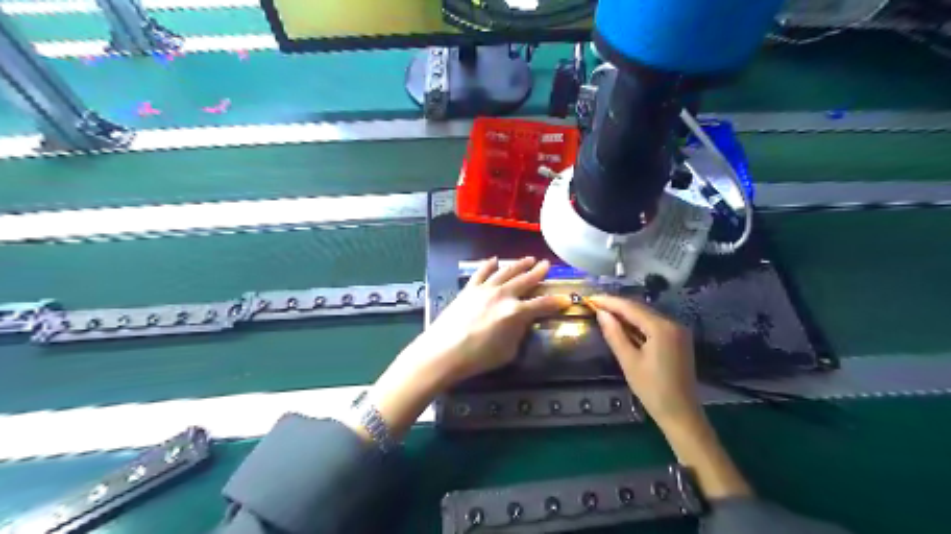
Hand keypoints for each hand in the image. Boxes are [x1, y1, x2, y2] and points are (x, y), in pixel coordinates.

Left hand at [362, 257, 567, 439]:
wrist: (443, 351)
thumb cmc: (478, 357)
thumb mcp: (508, 351)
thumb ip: (519, 333)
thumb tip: (522, 322)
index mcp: (516, 312)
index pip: (542, 304)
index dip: (556, 302)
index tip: (566, 299)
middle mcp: (503, 295)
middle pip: (525, 281)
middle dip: (538, 272)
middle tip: (546, 264)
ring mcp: (485, 289)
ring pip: (506, 272)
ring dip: (518, 264)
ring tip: (528, 259)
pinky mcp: (469, 289)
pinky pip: (481, 273)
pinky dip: (489, 265)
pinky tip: (495, 260)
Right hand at [593, 295, 699, 436]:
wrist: (681, 414)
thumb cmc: (652, 389)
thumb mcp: (629, 361)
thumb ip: (614, 334)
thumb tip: (601, 313)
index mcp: (661, 328)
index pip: (631, 307)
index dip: (609, 301)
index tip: (590, 298)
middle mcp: (672, 323)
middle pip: (640, 308)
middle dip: (617, 305)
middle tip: (594, 304)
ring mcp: (677, 331)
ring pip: (646, 315)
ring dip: (626, 313)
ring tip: (603, 312)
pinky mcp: (677, 339)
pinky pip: (653, 324)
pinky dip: (637, 323)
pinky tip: (623, 325)